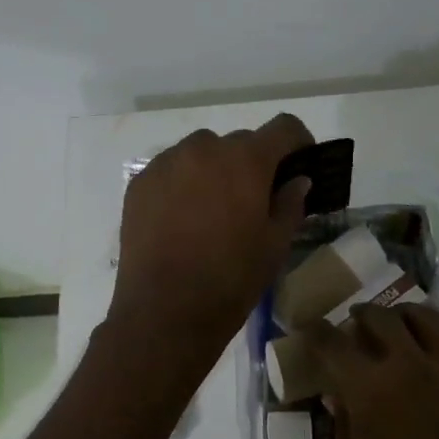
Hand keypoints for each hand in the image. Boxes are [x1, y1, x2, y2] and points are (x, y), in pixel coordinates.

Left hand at [108, 114, 314, 359]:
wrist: (163, 311)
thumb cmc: (229, 280)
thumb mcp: (274, 246)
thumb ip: (290, 204)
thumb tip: (297, 180)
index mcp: (245, 160)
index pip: (283, 127)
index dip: (298, 142)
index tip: (299, 164)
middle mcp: (203, 149)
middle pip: (238, 142)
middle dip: (251, 163)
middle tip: (252, 199)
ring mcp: (166, 164)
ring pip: (200, 152)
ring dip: (213, 169)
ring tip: (212, 209)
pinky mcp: (139, 184)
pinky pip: (170, 171)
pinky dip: (182, 183)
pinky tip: (181, 218)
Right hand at [306, 306, 438, 438]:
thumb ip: (342, 426)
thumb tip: (339, 397)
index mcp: (369, 390)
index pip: (332, 341)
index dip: (314, 332)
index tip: (307, 331)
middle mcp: (411, 368)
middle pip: (380, 317)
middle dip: (358, 316)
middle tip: (350, 329)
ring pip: (425, 319)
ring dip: (400, 319)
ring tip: (391, 332)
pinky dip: (434, 340)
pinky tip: (425, 359)